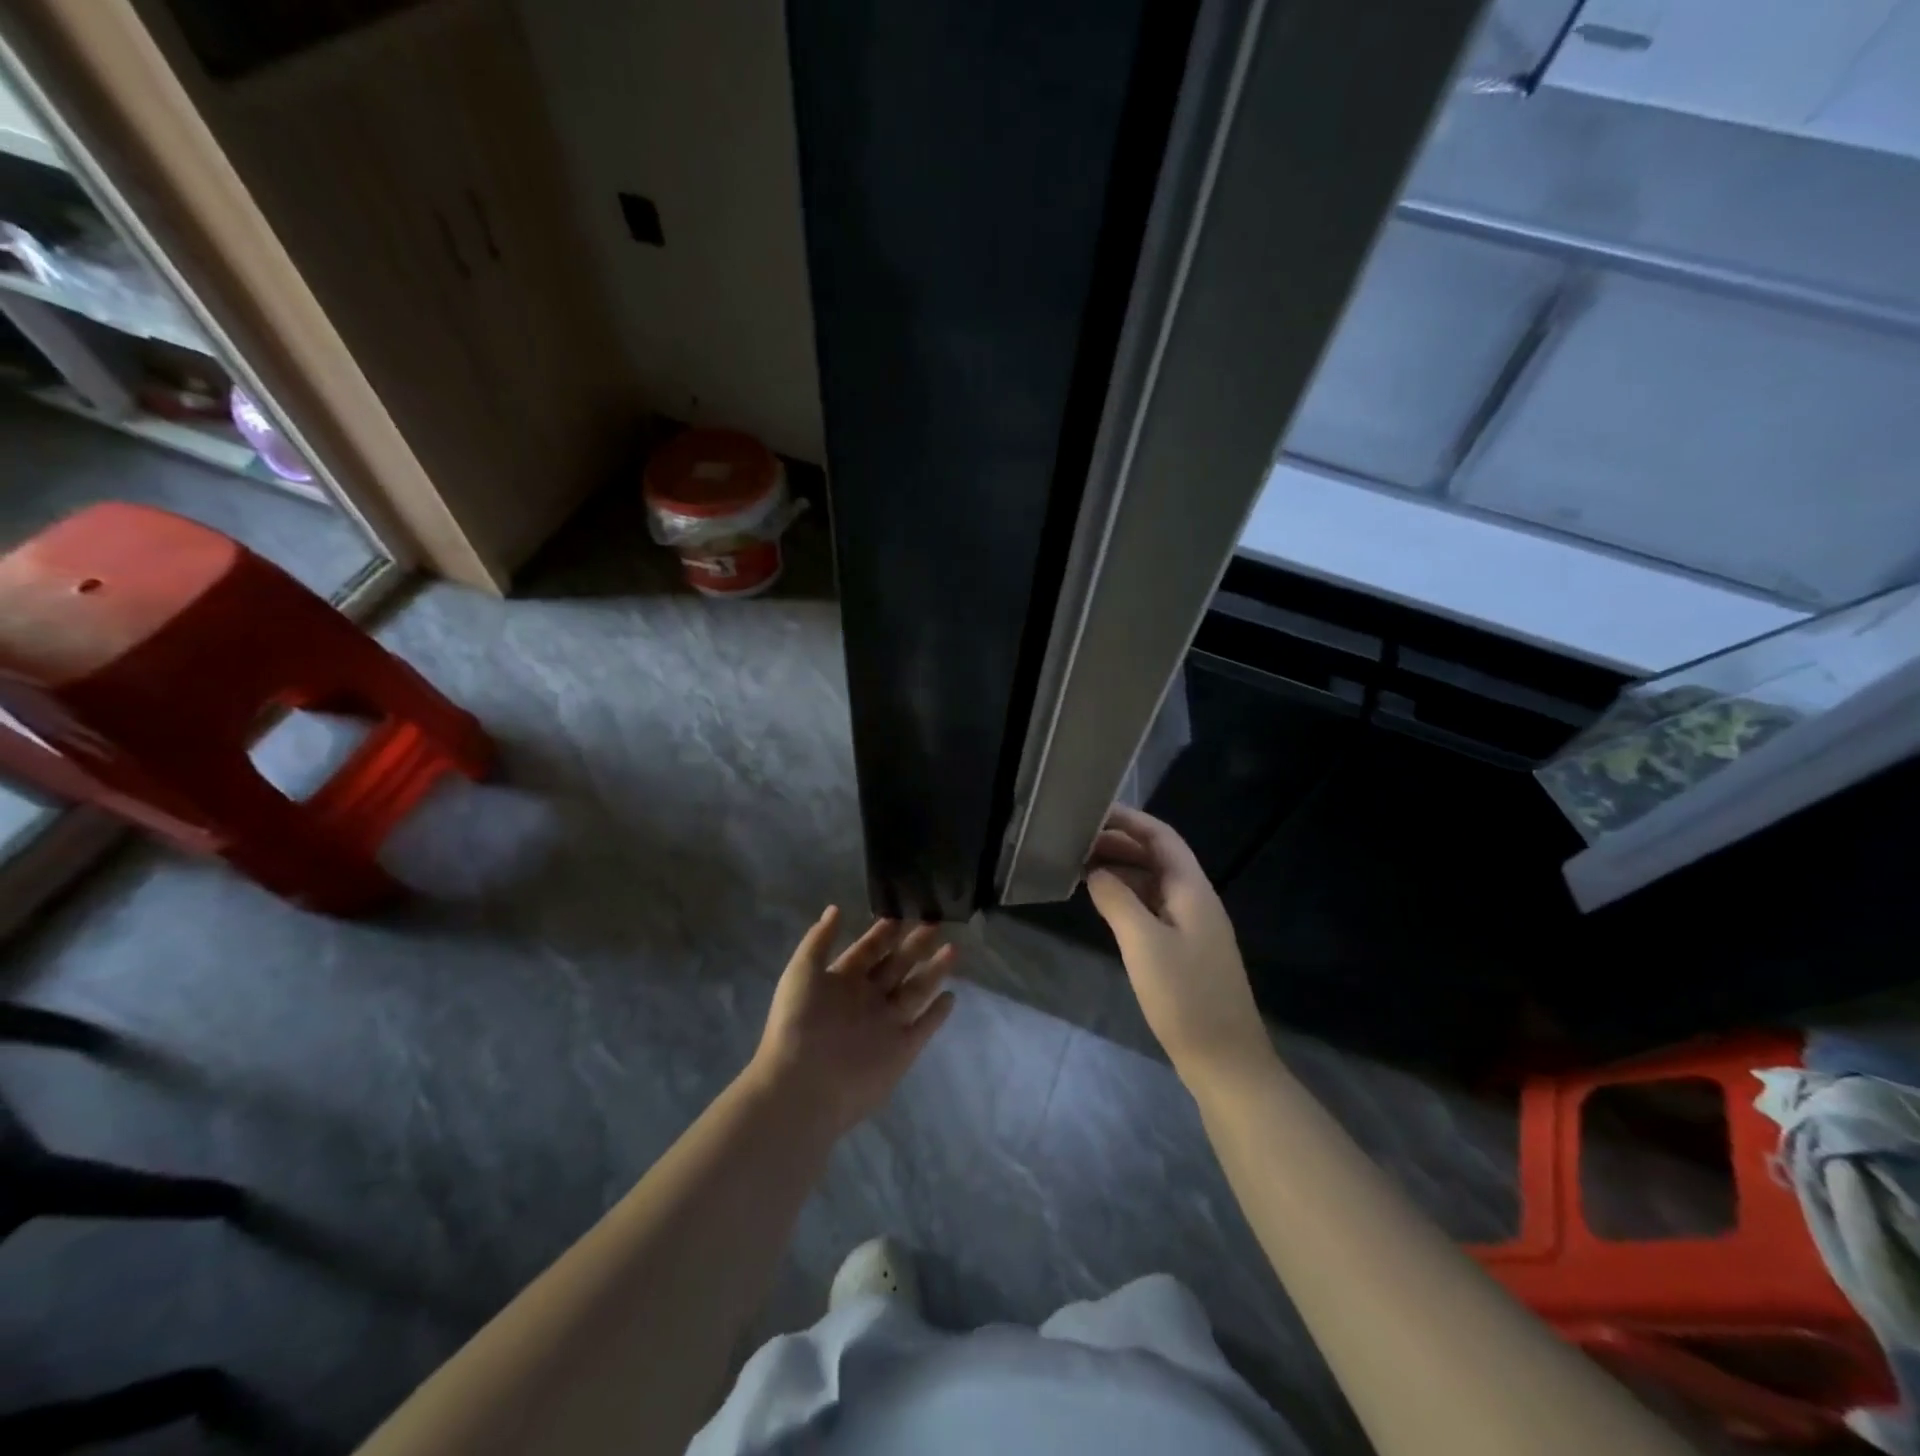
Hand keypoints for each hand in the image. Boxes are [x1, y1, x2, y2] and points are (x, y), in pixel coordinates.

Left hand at [748, 908, 957, 1137]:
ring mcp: (886, 1024)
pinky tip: (951, 995)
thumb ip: (820, 939)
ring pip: (916, 990)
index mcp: (843, 980)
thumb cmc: (798, 1023)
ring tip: (953, 949)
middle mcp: (867, 999)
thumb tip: (835, 908)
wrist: (803, 1086)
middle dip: (914, 944)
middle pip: (896, 965)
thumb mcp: (802, 972)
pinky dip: (938, 1013)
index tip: (903, 910)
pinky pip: (924, 1026)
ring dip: (934, 971)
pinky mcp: (902, 1050)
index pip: (868, 949)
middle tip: (935, 921)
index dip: (883, 931)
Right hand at [1086, 806, 1272, 1086]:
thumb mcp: (1143, 943)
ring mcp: (1192, 927)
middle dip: (1119, 844)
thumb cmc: (1185, 997)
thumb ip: (1117, 900)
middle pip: (1157, 857)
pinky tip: (1104, 905)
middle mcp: (1195, 900)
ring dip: (1121, 871)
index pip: (1161, 838)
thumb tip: (1095, 872)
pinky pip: (1153, 909)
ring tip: (1081, 868)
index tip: (1092, 812)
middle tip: (1076, 842)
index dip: (1129, 820)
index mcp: (1193, 890)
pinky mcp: (1184, 951)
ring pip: (1154, 884)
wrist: (1225, 1061)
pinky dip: (1127, 898)